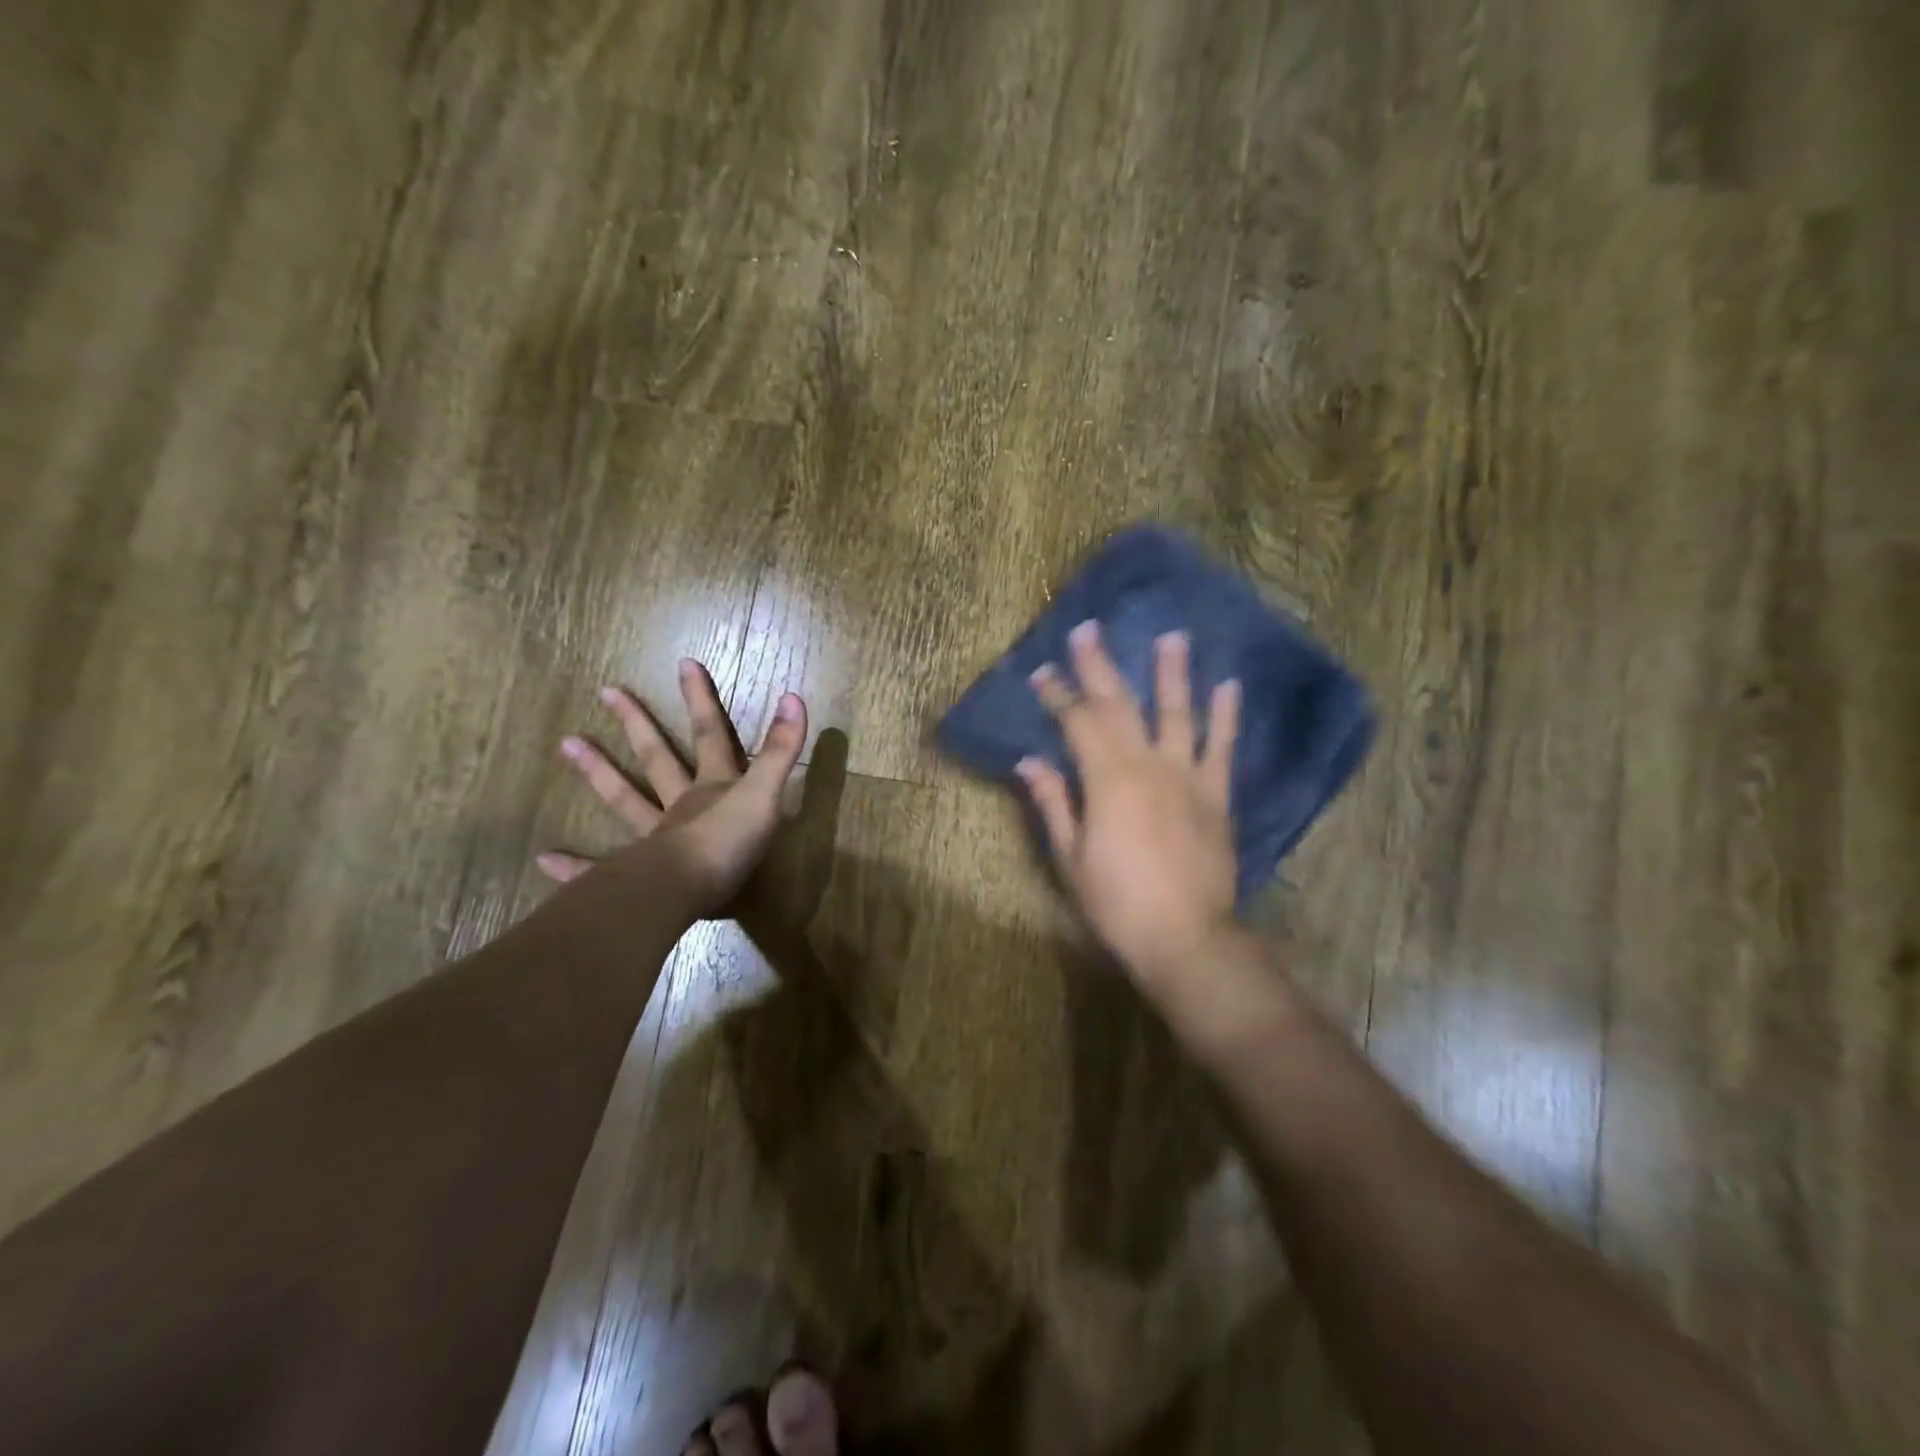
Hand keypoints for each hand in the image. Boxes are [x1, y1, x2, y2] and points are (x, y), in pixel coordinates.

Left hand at [537, 659, 807, 917]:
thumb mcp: (764, 794)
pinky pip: (601, 870)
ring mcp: (656, 839)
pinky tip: (545, 859)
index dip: (702, 700)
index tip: (685, 664)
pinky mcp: (639, 876)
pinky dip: (575, 867)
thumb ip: (780, 750)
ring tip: (566, 743)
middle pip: (658, 758)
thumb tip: (793, 697)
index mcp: (713, 787)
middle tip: (607, 691)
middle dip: (638, 724)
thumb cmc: (729, 842)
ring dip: (598, 772)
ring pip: (625, 800)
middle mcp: (680, 805)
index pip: (711, 735)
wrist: (687, 890)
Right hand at [1018, 621, 1241, 984]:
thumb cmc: (1118, 903)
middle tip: (1089, 630)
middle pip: (1120, 706)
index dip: (1058, 696)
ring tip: (1172, 636)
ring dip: (1172, 673)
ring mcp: (1188, 777)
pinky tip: (1228, 686)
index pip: (1077, 724)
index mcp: (1107, 780)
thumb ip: (1053, 803)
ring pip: (1178, 714)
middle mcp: (1148, 765)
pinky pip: (1222, 748)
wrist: (1187, 938)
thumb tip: (1029, 762)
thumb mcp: (1071, 857)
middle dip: (1100, 667)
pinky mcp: (1217, 795)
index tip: (1042, 672)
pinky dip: (1225, 716)